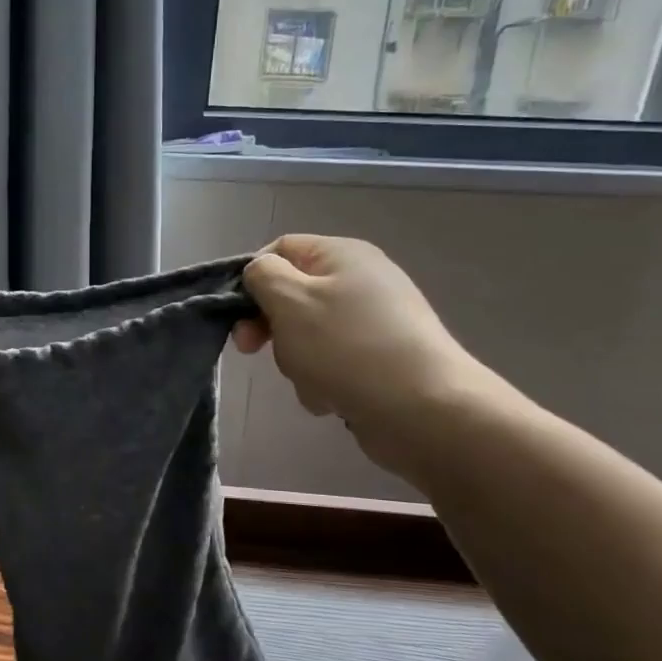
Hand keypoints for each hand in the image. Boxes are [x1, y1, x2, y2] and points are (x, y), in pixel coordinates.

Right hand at [234, 236, 505, 476]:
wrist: (424, 411)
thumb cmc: (347, 347)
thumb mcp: (290, 300)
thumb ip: (262, 276)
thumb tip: (260, 273)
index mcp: (343, 255)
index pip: (280, 249)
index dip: (252, 277)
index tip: (237, 314)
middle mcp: (362, 281)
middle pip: (292, 294)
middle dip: (271, 325)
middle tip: (254, 350)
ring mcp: (374, 323)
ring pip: (308, 334)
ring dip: (297, 360)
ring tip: (312, 380)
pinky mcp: (381, 360)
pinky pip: (332, 363)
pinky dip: (323, 380)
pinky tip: (332, 398)